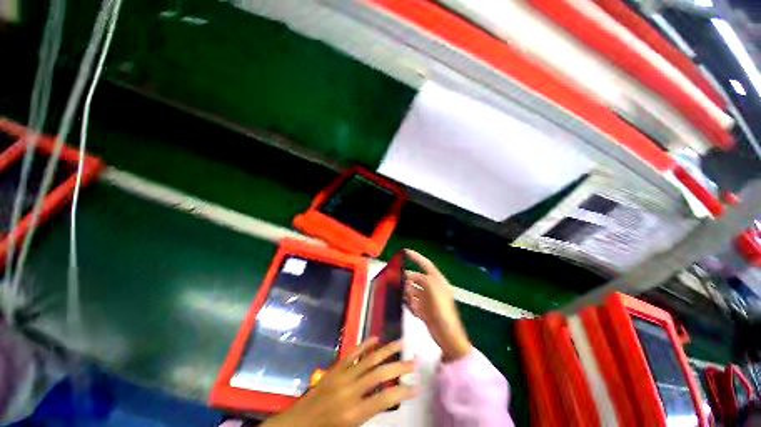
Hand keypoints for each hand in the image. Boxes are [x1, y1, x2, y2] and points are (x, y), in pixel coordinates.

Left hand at [262, 338, 415, 426]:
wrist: (297, 425)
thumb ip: (369, 412)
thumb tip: (386, 398)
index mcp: (354, 413)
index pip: (384, 399)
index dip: (402, 392)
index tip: (416, 386)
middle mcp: (350, 391)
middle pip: (379, 375)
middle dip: (399, 368)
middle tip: (413, 362)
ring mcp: (342, 376)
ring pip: (369, 359)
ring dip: (386, 350)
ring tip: (400, 343)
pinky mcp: (335, 368)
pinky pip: (353, 353)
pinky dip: (365, 344)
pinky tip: (376, 338)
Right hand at [405, 249, 471, 361]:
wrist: (447, 334)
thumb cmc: (441, 308)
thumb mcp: (431, 287)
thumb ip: (420, 279)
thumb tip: (409, 277)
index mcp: (437, 280)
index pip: (426, 264)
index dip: (416, 257)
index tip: (405, 251)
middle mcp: (432, 288)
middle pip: (417, 278)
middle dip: (408, 279)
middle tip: (397, 280)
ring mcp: (428, 299)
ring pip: (413, 290)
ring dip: (408, 293)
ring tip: (405, 296)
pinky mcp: (424, 310)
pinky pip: (413, 303)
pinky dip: (409, 304)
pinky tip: (410, 307)